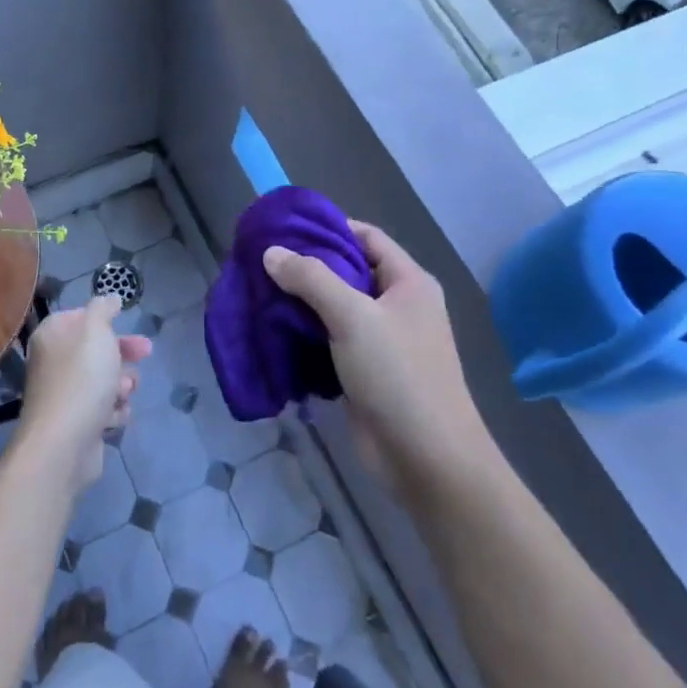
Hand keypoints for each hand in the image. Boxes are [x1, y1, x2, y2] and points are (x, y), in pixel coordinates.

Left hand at [16, 296, 149, 493]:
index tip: (125, 320)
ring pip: (103, 380)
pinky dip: (114, 410)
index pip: (78, 317)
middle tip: (146, 352)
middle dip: (123, 352)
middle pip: (95, 349)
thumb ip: (103, 309)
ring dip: (121, 383)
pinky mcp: (76, 423)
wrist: (64, 443)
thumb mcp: (96, 331)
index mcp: (52, 336)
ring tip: (125, 391)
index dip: (104, 319)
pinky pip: (102, 409)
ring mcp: (64, 394)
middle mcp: (53, 362)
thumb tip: (109, 297)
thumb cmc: (82, 379)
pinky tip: (116, 415)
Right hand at [263, 222, 489, 487]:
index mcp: (409, 283)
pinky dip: (305, 333)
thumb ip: (311, 279)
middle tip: (263, 262)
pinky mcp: (365, 370)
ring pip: (336, 308)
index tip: (285, 229)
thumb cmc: (397, 375)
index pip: (366, 237)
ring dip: (302, 302)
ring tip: (260, 292)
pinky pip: (331, 339)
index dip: (329, 228)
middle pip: (348, 271)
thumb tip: (271, 252)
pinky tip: (274, 330)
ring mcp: (382, 340)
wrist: (426, 459)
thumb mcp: (353, 317)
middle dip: (307, 267)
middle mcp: (398, 305)